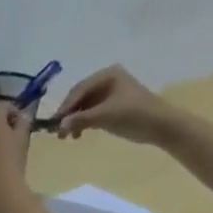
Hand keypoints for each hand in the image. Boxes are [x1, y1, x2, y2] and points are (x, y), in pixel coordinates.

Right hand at [52, 65, 174, 144]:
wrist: (159, 125)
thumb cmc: (133, 114)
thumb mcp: (105, 116)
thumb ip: (80, 120)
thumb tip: (58, 127)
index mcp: (107, 75)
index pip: (79, 89)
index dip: (65, 107)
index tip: (53, 124)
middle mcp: (107, 80)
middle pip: (80, 97)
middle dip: (68, 114)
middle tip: (57, 132)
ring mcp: (109, 94)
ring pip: (84, 106)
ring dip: (74, 121)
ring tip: (67, 137)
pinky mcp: (112, 107)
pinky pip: (91, 113)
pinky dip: (83, 123)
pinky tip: (78, 135)